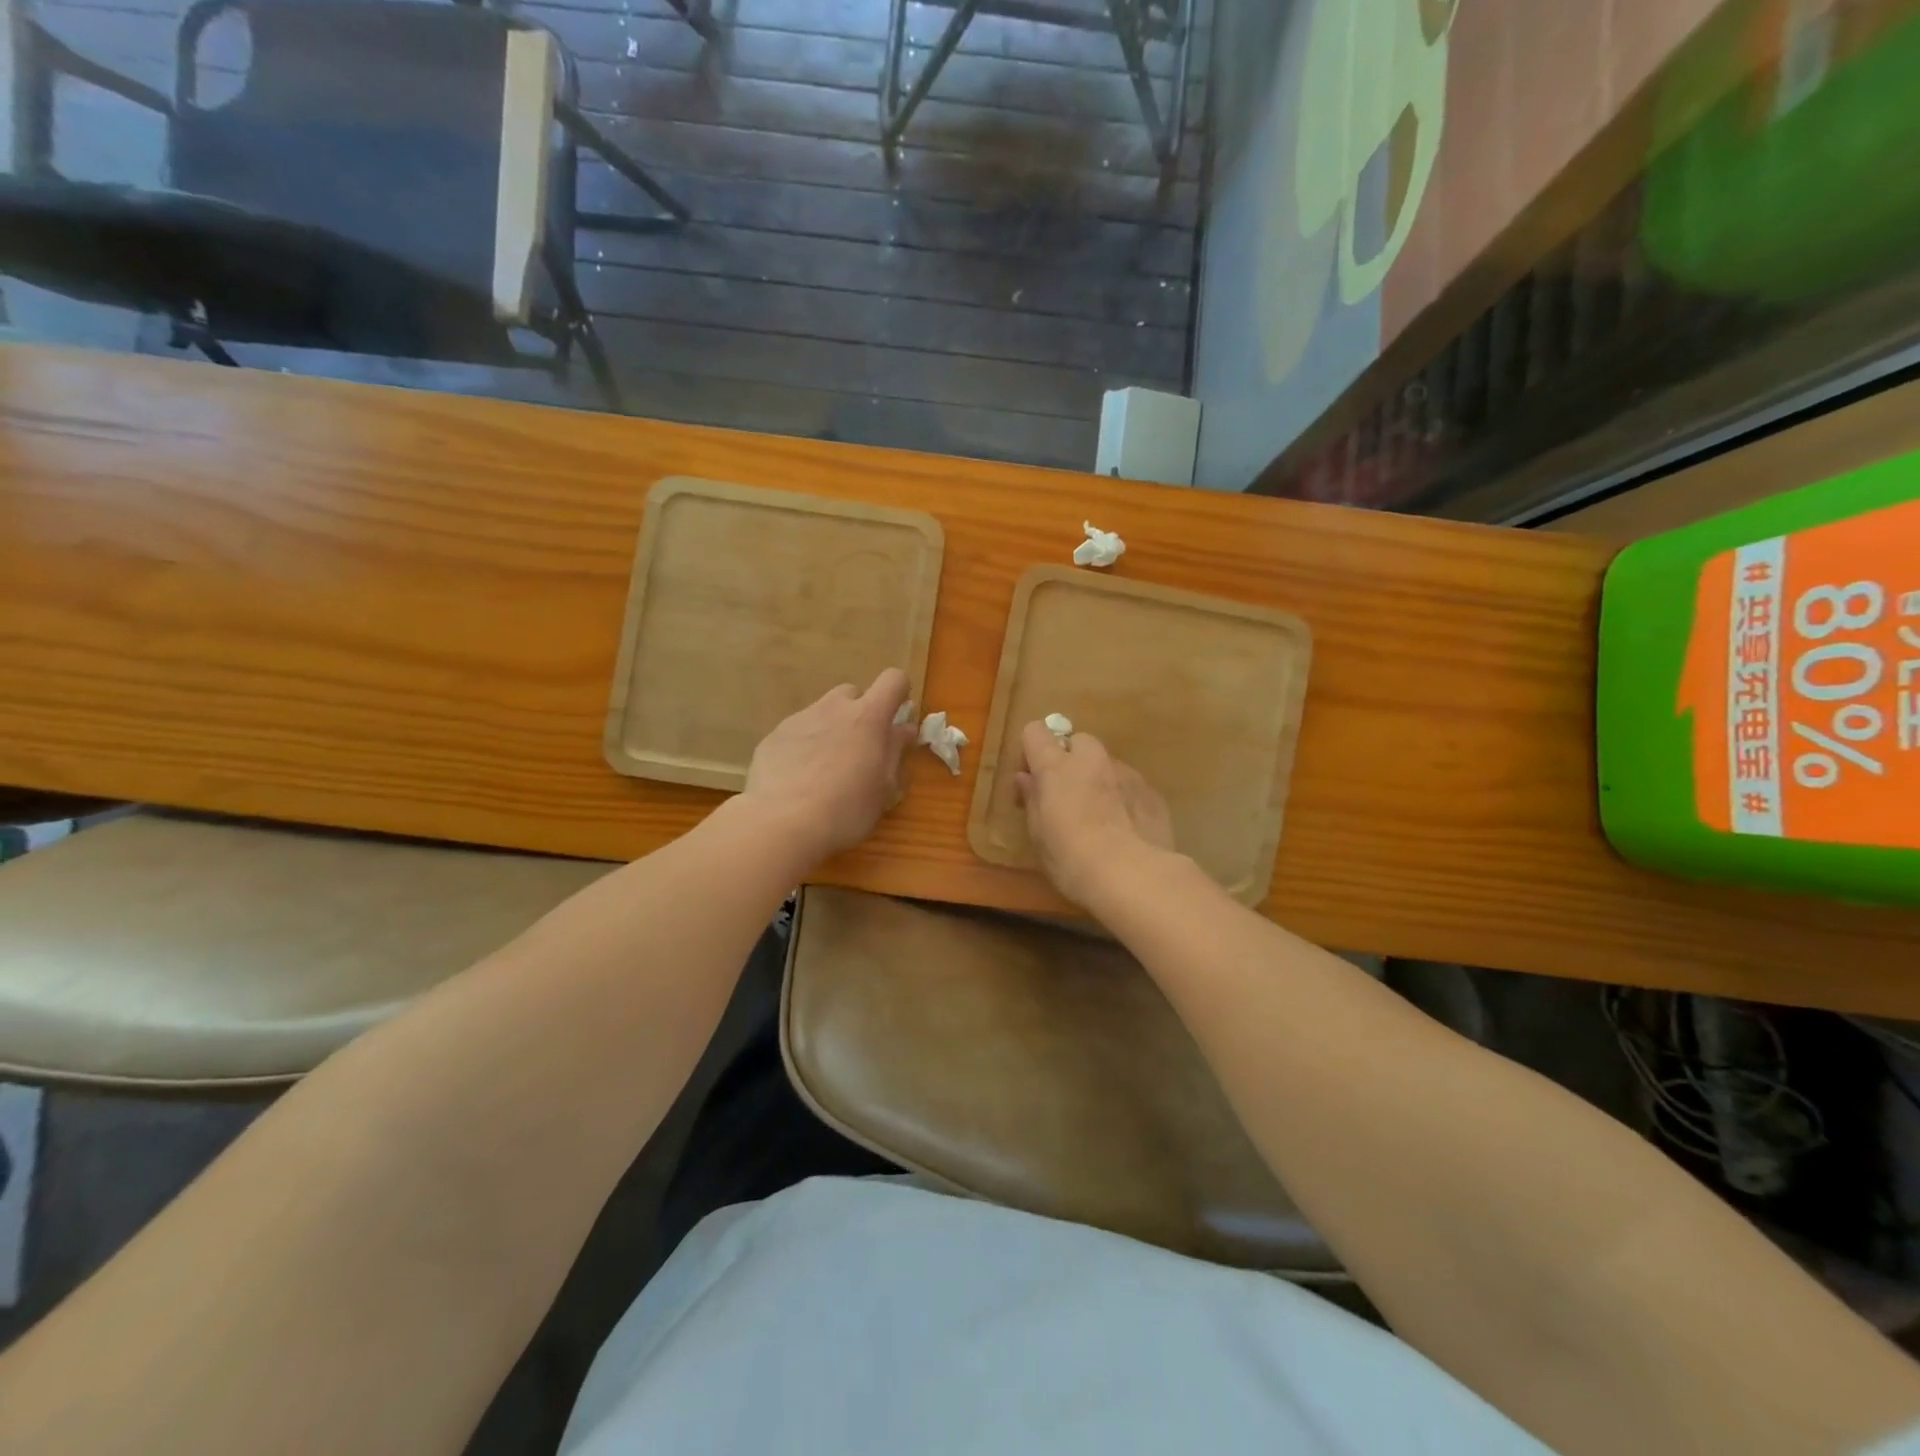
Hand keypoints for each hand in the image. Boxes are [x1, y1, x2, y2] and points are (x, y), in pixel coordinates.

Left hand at [742, 668, 915, 863]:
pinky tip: (798, 778)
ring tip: (824, 769)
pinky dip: (803, 746)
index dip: (899, 693)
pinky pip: (796, 732)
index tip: (896, 717)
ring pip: (822, 712)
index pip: (893, 680)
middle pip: (852, 693)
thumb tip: (903, 729)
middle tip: (858, 749)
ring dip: (830, 729)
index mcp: (868, 717)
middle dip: (859, 713)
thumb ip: (894, 751)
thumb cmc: (846, 808)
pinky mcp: (773, 736)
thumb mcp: (883, 787)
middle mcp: (833, 708)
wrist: (782, 822)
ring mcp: (800, 719)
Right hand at [1015, 722, 1174, 908]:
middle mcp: (1092, 760)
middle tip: (1067, 795)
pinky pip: (1131, 785)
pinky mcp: (1152, 793)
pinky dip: (1123, 798)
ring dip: (1099, 780)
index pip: (1036, 732)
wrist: (1134, 876)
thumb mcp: (1039, 835)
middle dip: (1071, 760)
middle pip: (1078, 741)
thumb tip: (1026, 778)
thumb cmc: (1072, 858)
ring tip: (1100, 817)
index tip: (1033, 779)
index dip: (1032, 751)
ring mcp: (1126, 773)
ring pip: (1107, 764)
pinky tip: (1125, 829)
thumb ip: (1033, 800)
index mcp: (1057, 767)